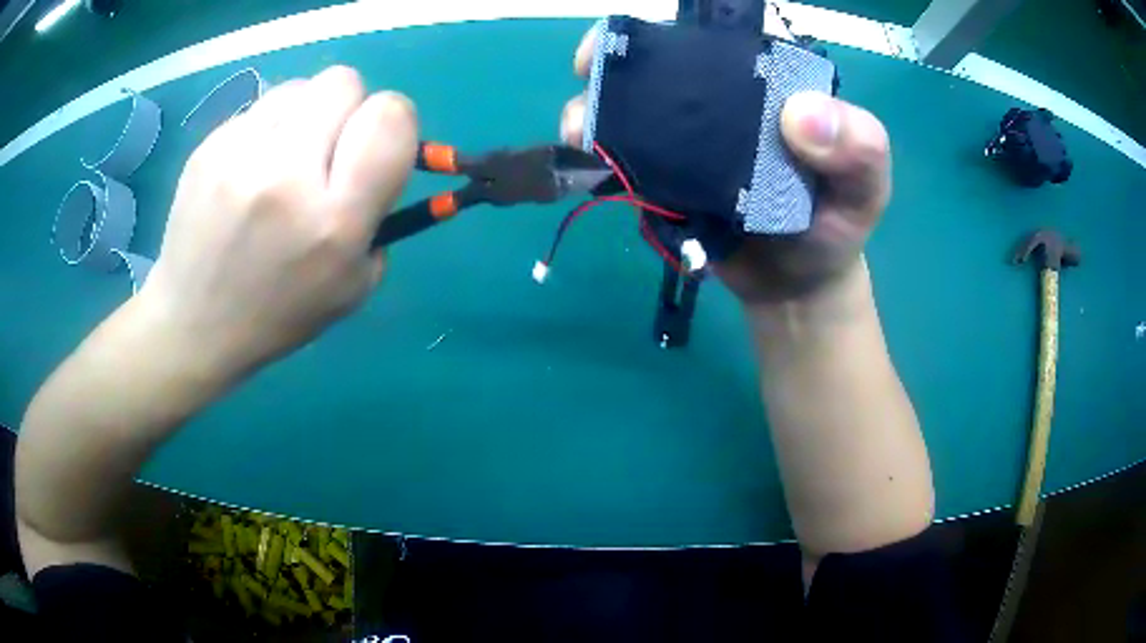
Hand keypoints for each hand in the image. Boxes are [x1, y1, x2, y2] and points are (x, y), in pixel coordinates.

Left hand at [140, 66, 418, 376]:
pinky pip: (259, 109)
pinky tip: (248, 171)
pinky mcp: (208, 148)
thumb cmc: (280, 314)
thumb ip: (380, 212)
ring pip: (299, 88)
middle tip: (328, 150)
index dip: (393, 121)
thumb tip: (382, 152)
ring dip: (304, 115)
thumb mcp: (354, 284)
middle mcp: (288, 176)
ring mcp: (240, 156)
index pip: (390, 117)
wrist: (195, 325)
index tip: (375, 146)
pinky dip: (266, 130)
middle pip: (344, 82)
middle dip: (348, 109)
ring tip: (283, 160)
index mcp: (335, 220)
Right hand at [559, 30, 890, 304]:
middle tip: (589, 70)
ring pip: (631, 110)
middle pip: (662, 67)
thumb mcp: (865, 187)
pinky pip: (625, 158)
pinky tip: (587, 159)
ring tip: (582, 129)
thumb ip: (858, 148)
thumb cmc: (837, 226)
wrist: (798, 287)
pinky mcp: (664, 180)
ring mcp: (687, 141)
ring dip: (595, 110)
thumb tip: (800, 115)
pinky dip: (599, 155)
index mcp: (768, 85)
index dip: (681, 28)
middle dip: (617, 62)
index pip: (721, 38)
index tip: (644, 35)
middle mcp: (721, 102)